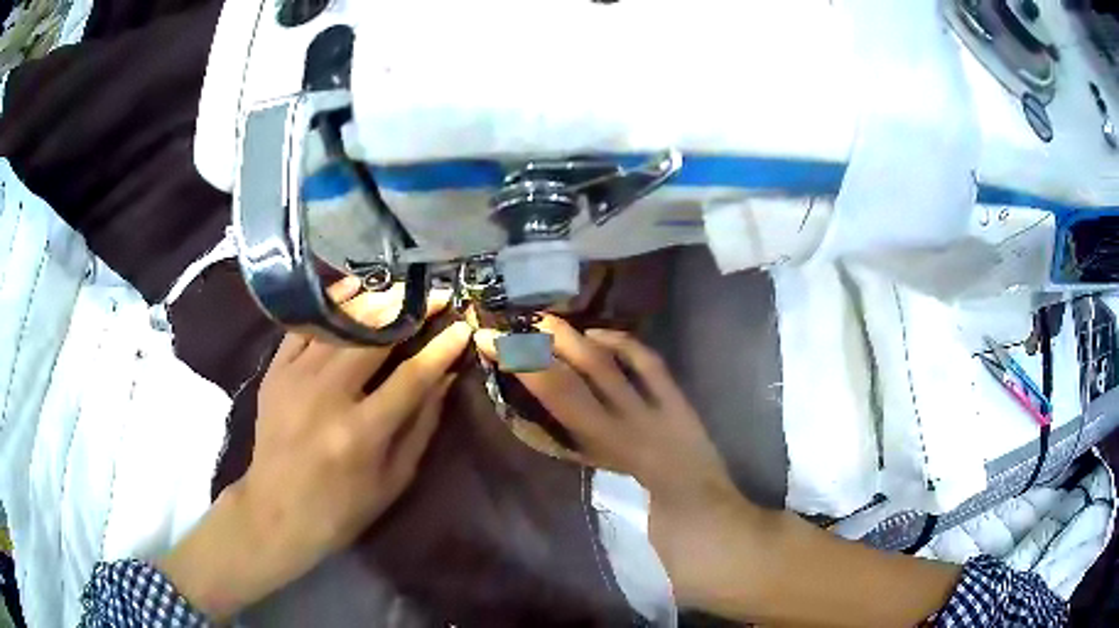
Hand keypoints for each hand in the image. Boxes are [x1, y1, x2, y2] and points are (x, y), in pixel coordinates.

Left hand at [160, 278, 472, 620]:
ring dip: (375, 301)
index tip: (463, 326)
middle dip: (411, 311)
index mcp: (361, 433)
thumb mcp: (393, 479)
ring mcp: (295, 379)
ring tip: (401, 287)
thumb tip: (445, 378)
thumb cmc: (343, 506)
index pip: (412, 377)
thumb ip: (421, 425)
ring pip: (339, 324)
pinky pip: (304, 325)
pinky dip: (330, 303)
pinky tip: (352, 289)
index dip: (441, 349)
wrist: (276, 510)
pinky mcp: (275, 371)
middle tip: (436, 294)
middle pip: (374, 338)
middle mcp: (327, 397)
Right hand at [474, 317, 761, 608]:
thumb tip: (550, 424)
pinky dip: (622, 345)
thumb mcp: (608, 496)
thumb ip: (581, 460)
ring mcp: (656, 413)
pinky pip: (649, 366)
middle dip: (536, 351)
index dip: (525, 370)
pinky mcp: (679, 407)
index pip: (557, 400)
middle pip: (573, 380)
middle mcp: (624, 428)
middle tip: (505, 329)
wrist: (714, 528)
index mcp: (603, 453)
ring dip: (574, 340)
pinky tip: (599, 337)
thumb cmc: (656, 530)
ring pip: (608, 368)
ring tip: (544, 323)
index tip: (495, 349)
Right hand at [477, 317, 963, 625]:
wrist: (763, 559)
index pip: (596, 417)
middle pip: (614, 391)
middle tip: (533, 323)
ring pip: (637, 381)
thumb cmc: (716, 566)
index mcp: (655, 472)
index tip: (524, 357)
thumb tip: (579, 496)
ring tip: (566, 324)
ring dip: (599, 353)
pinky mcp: (694, 436)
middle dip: (571, 358)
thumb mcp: (663, 554)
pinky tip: (617, 347)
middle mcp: (668, 444)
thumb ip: (626, 521)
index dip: (558, 385)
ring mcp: (684, 434)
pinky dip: (634, 365)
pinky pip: (661, 390)